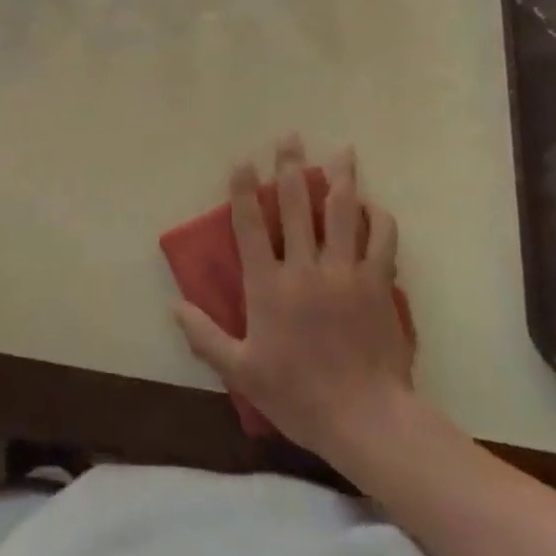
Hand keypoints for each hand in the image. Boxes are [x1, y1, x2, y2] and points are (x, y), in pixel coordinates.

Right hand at [174, 134, 413, 461]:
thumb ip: (205, 337)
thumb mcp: (241, 372)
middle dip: (290, 166)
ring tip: (342, 150)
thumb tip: (173, 307)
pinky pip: (382, 239)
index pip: (250, 226)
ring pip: (342, 212)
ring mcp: (345, 272)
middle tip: (289, 136)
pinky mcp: (377, 283)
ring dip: (341, 177)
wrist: (365, 418)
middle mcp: (305, 268)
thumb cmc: (298, 395)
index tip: (242, 161)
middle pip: (296, 205)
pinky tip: (373, 204)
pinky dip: (379, 217)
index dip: (244, 191)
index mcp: (269, 286)